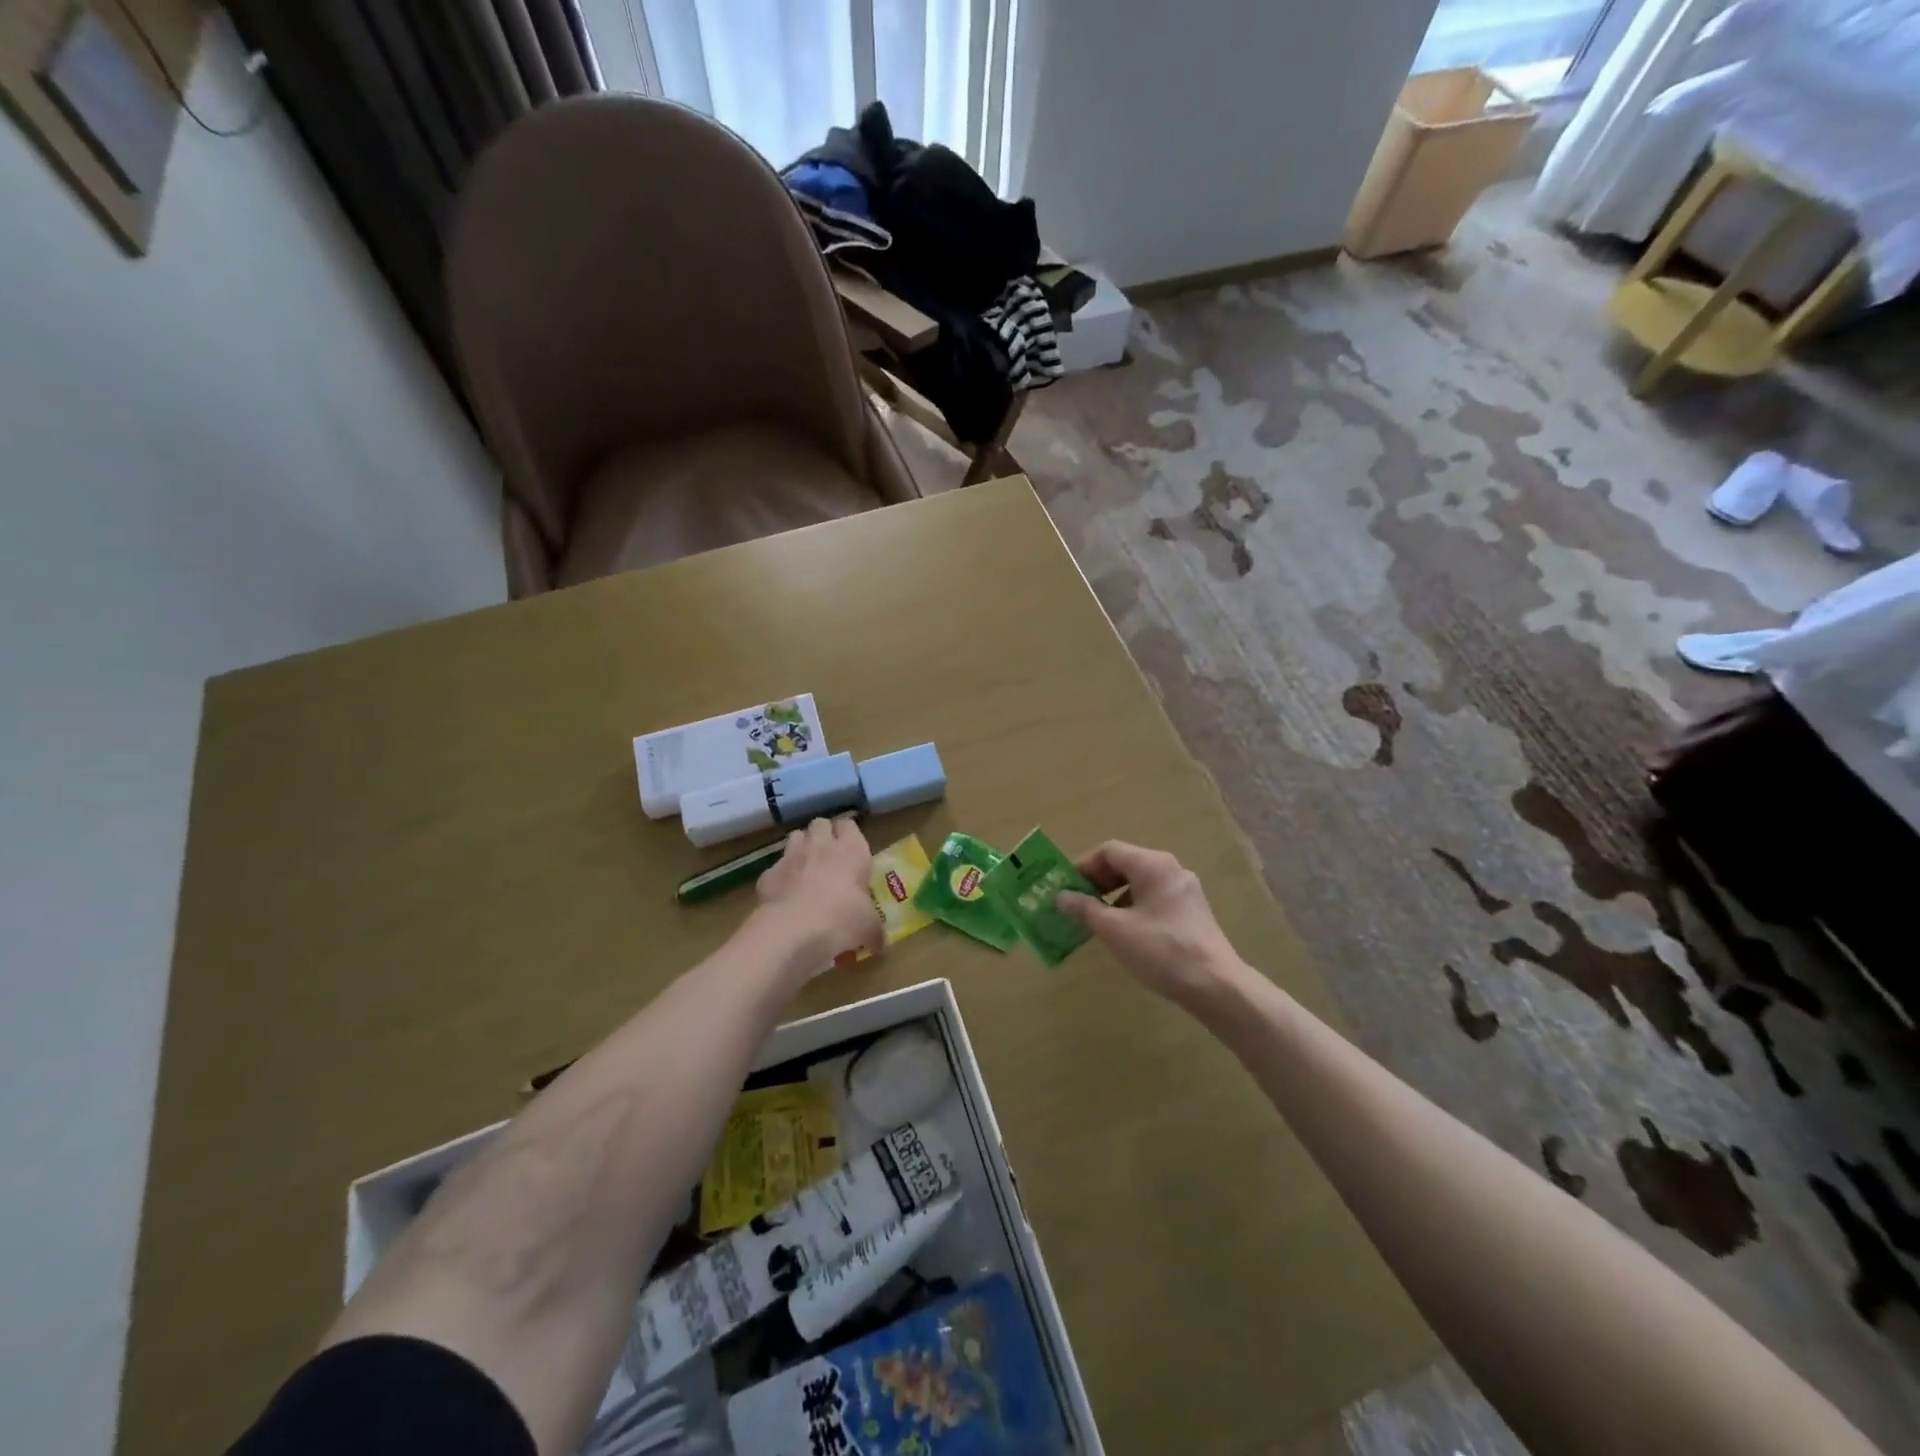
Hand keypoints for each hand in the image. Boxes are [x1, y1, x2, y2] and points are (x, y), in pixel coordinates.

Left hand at [754, 818, 880, 966]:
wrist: (795, 930)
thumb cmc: (843, 919)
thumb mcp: (869, 927)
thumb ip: (874, 929)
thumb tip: (880, 942)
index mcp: (851, 850)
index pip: (849, 824)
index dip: (848, 834)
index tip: (851, 849)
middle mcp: (821, 845)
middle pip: (820, 823)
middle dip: (823, 835)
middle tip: (829, 856)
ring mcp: (791, 856)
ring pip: (796, 837)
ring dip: (801, 848)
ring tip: (806, 869)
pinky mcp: (768, 873)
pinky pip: (776, 867)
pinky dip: (780, 877)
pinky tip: (785, 895)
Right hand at [1056, 841, 1246, 1007]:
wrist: (1216, 986)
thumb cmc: (1160, 950)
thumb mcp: (1114, 929)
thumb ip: (1084, 908)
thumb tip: (1061, 896)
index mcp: (1152, 864)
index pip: (1109, 851)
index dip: (1084, 867)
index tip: (1067, 889)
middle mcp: (1171, 869)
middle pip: (1126, 863)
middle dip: (1098, 882)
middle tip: (1079, 904)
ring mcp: (1186, 890)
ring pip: (1141, 882)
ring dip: (1115, 896)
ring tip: (1099, 921)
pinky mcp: (1193, 911)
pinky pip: (1155, 898)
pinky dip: (1134, 907)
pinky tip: (1127, 933)